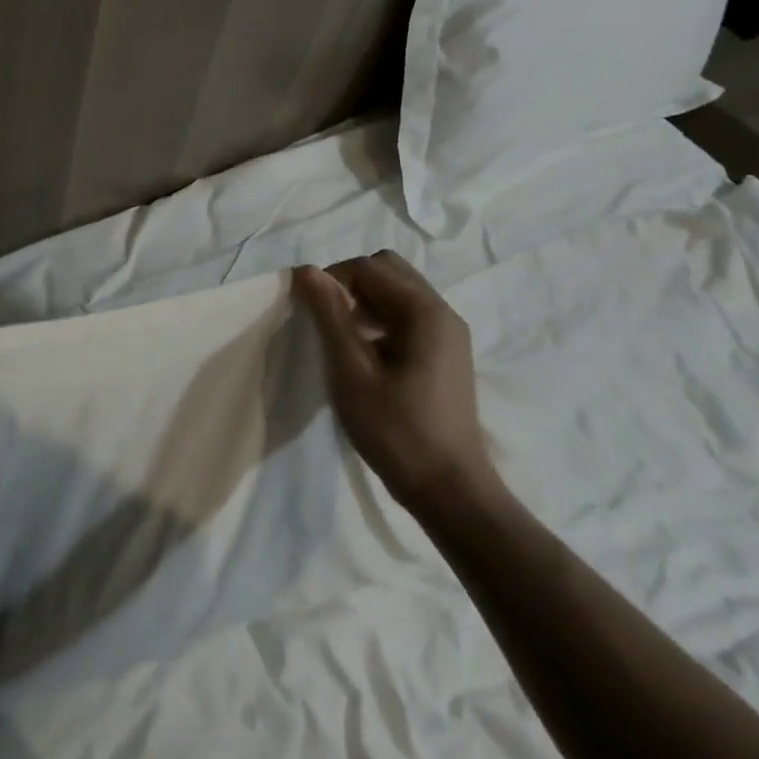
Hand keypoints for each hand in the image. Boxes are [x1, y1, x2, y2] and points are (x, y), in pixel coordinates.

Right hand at [295, 253, 496, 515]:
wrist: (451, 492)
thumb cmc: (396, 431)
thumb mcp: (350, 371)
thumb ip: (329, 315)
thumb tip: (307, 270)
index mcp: (425, 311)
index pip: (368, 266)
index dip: (332, 280)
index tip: (309, 312)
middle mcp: (442, 313)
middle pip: (387, 270)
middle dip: (350, 284)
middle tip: (326, 319)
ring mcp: (448, 334)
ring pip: (397, 292)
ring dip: (363, 301)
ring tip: (341, 338)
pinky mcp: (445, 354)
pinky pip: (406, 315)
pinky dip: (379, 319)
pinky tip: (364, 353)